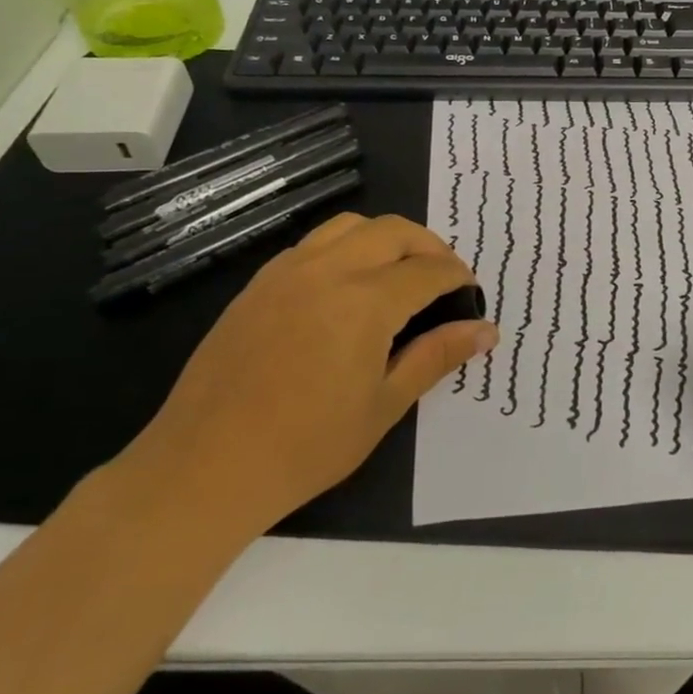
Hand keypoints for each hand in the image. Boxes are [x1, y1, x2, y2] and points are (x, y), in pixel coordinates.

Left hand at [126, 212, 497, 540]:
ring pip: (351, 227)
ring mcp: (286, 273)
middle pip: (394, 231)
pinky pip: (314, 244)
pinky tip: (349, 288)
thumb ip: (437, 355)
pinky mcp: (258, 285)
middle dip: (430, 247)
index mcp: (365, 302)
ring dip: (387, 239)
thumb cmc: (308, 445)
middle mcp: (327, 270)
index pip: (429, 270)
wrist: (206, 466)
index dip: (459, 278)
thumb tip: (486, 331)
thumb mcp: (385, 404)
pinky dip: (347, 249)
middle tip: (445, 280)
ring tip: (401, 275)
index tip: (472, 297)